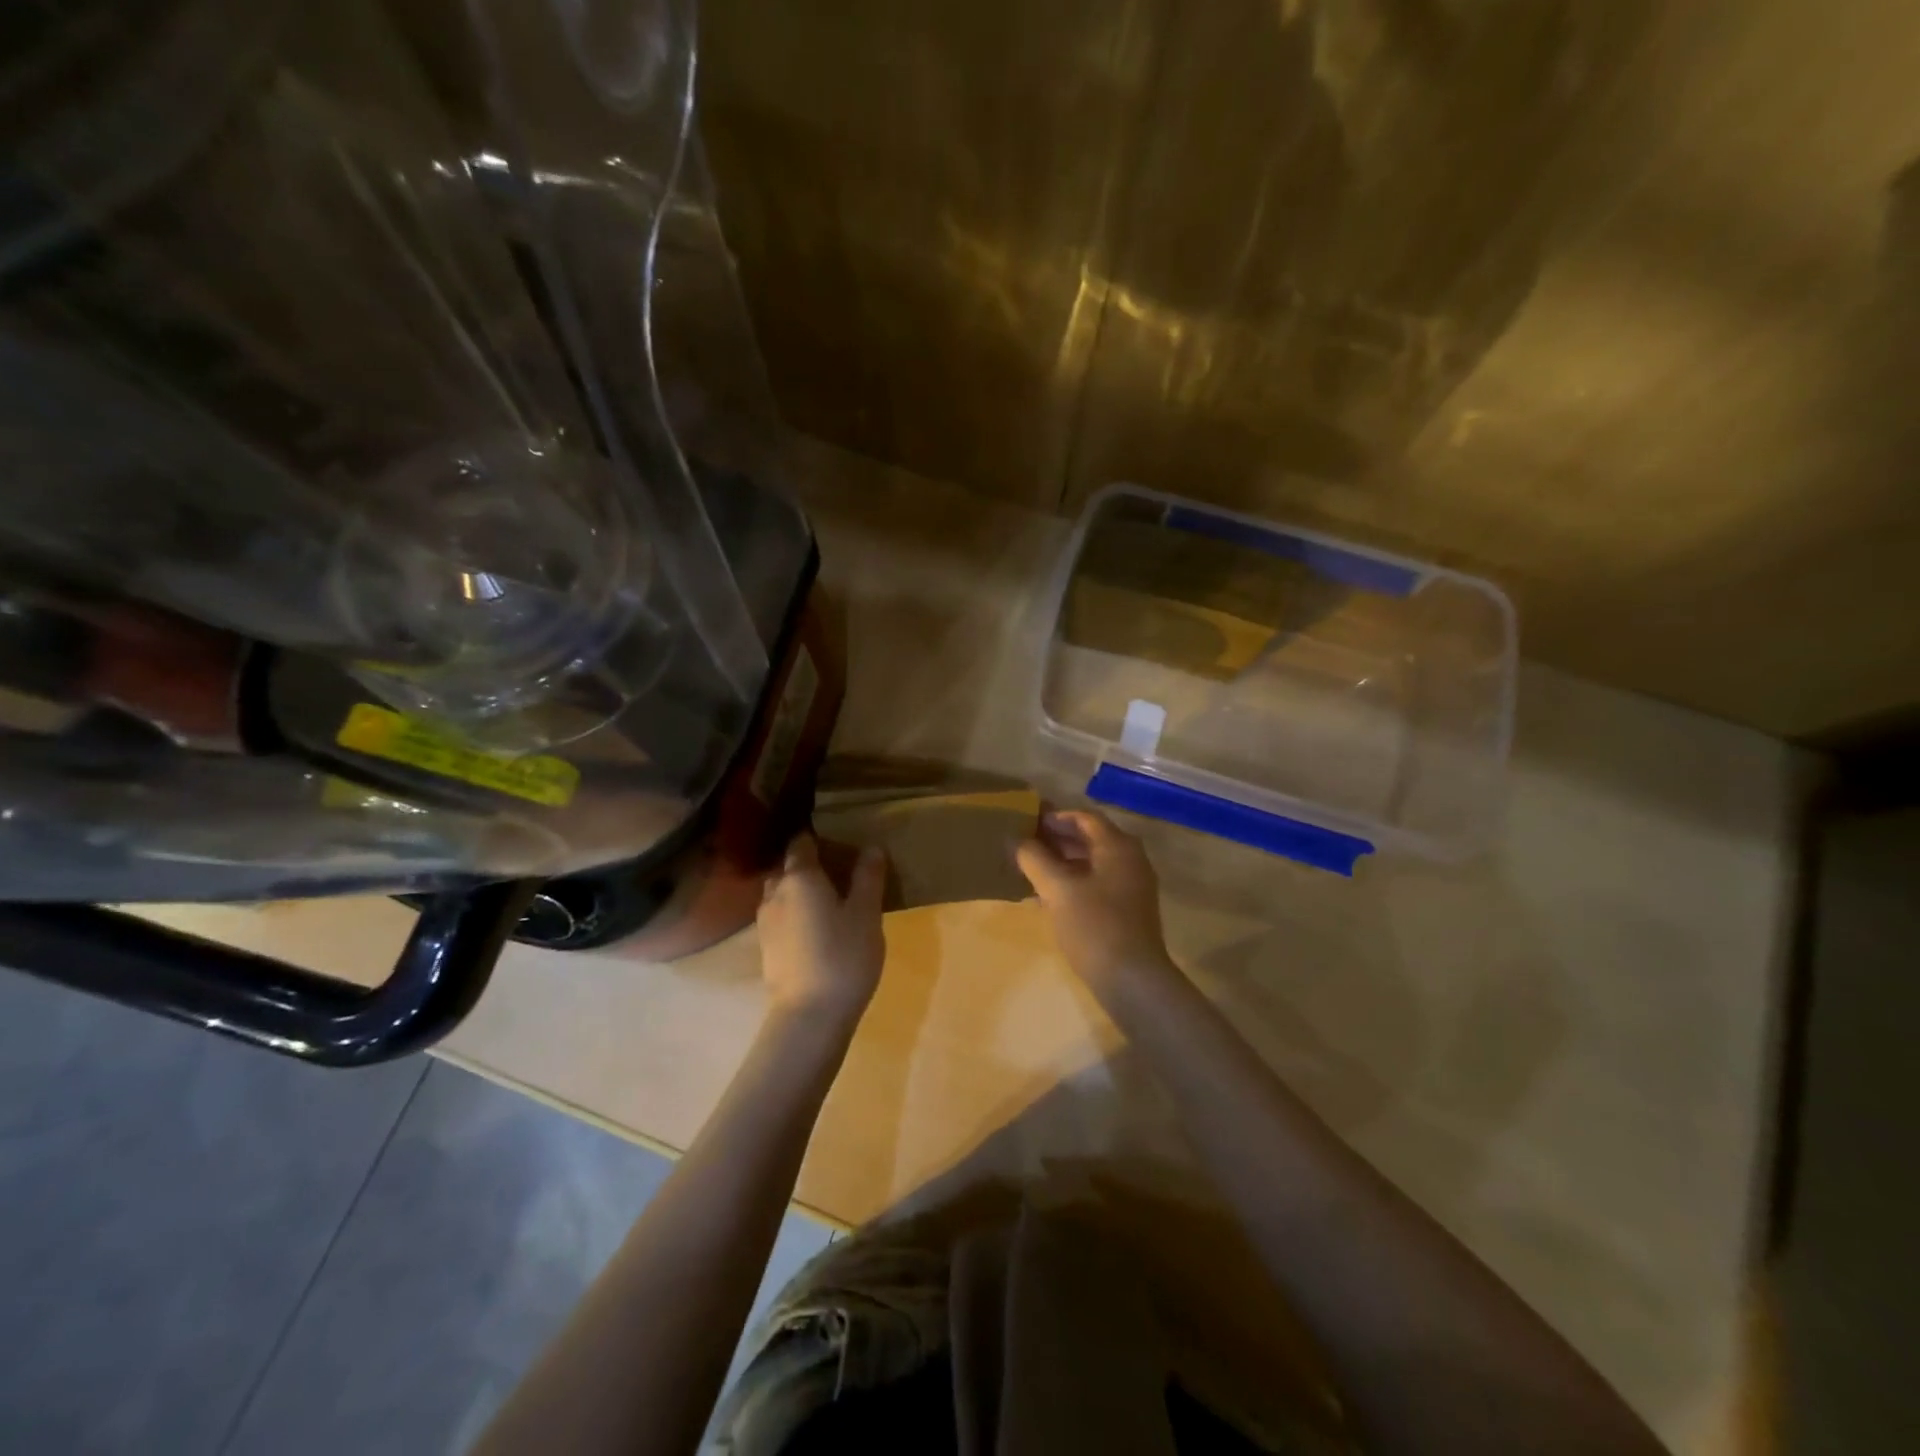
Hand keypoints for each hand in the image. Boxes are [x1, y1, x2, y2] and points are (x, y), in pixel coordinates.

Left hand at [757, 834, 886, 1029]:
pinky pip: (780, 918)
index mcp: (800, 877)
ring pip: (781, 894)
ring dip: (800, 893)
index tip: (839, 842)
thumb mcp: (867, 914)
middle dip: (809, 866)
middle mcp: (775, 892)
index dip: (818, 839)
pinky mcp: (766, 948)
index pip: (802, 843)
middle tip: (839, 874)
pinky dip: (795, 916)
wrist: (809, 1016)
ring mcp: (765, 922)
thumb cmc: (843, 956)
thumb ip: (868, 878)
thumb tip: (871, 848)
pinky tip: (816, 930)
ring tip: (829, 903)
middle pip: (788, 868)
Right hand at [1016, 810, 1178, 996]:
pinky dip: (1073, 881)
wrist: (1132, 981)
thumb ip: (1034, 859)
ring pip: (1093, 862)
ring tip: (1031, 867)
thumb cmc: (1094, 926)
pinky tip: (1048, 895)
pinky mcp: (1128, 910)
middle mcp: (1130, 860)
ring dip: (1063, 861)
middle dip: (1057, 838)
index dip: (1054, 817)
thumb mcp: (1057, 889)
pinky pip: (1097, 883)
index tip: (1026, 822)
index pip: (1084, 818)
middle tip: (1024, 843)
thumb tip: (1014, 840)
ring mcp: (1132, 886)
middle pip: (1090, 838)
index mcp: (1118, 847)